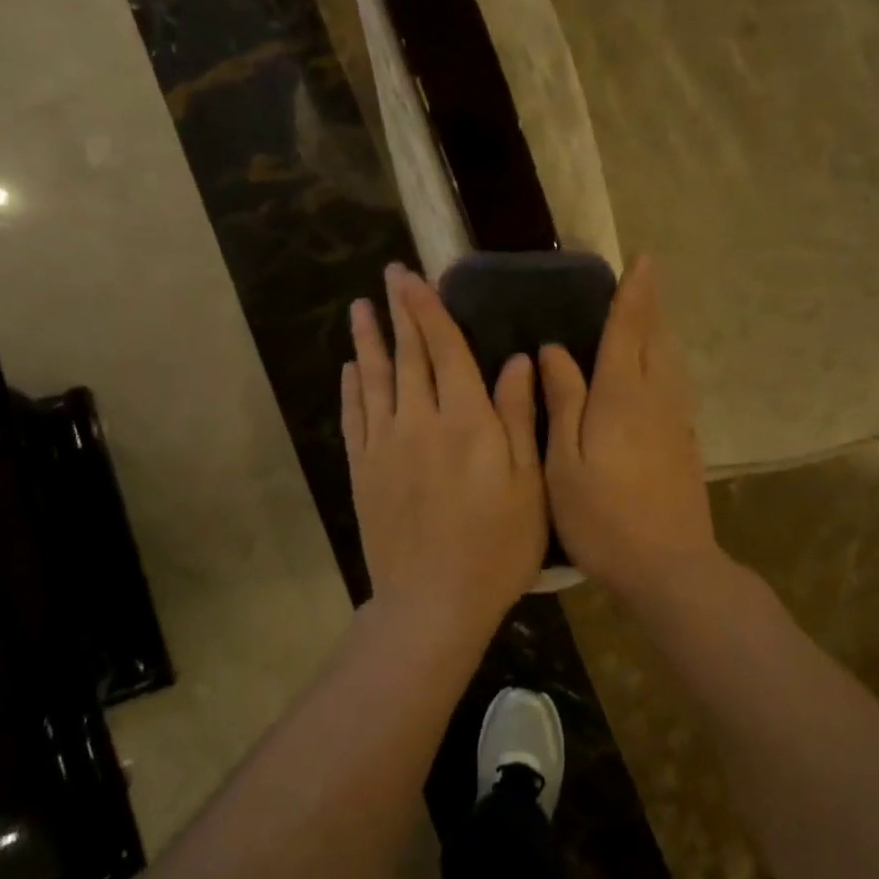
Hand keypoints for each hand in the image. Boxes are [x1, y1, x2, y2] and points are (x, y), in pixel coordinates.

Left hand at [343, 264, 546, 628]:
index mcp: (466, 420)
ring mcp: (385, 446)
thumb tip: (518, 360)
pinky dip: (352, 388)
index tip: (416, 277)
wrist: (433, 602)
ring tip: (360, 308)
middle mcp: (419, 421)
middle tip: (389, 276)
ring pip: (374, 380)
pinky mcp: (364, 471)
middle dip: (399, 312)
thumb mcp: (528, 483)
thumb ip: (519, 417)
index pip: (445, 350)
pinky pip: (355, 417)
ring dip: (369, 341)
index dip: (430, 310)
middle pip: (408, 356)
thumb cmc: (497, 546)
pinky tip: (350, 370)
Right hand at [539, 255, 721, 598]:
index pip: (629, 330)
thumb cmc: (603, 516)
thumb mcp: (564, 461)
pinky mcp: (685, 443)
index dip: (634, 294)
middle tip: (642, 282)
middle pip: (657, 340)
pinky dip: (664, 364)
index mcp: (623, 396)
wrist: (668, 567)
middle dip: (651, 307)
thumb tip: (554, 351)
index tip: (644, 259)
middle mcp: (657, 399)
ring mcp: (677, 422)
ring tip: (646, 319)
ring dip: (660, 334)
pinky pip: (675, 386)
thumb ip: (562, 401)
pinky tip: (653, 374)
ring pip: (671, 363)